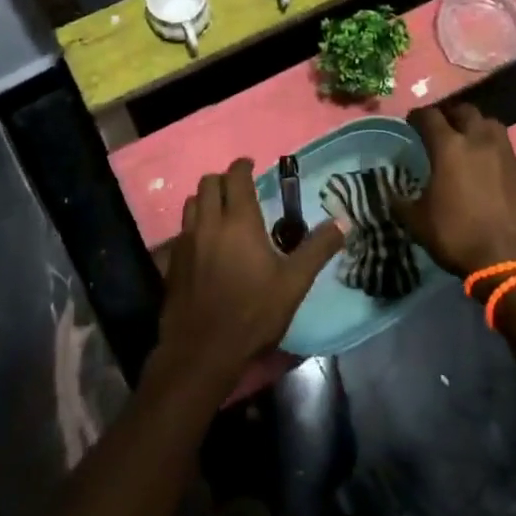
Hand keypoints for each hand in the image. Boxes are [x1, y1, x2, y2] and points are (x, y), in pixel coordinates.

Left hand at [155, 159, 345, 393]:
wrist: (203, 350)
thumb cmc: (253, 313)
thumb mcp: (294, 283)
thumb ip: (317, 249)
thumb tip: (343, 223)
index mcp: (239, 221)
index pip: (236, 177)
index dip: (243, 166)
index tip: (252, 165)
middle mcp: (209, 224)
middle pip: (208, 183)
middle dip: (224, 179)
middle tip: (240, 189)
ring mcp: (186, 242)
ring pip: (191, 204)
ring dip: (206, 199)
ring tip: (222, 212)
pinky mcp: (172, 262)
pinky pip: (182, 230)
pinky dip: (195, 225)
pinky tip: (206, 244)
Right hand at [393, 103, 515, 277]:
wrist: (513, 260)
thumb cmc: (458, 236)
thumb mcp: (418, 223)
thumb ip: (402, 203)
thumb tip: (393, 196)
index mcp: (449, 148)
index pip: (429, 116)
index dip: (417, 116)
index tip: (411, 121)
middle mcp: (480, 141)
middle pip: (466, 111)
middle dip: (451, 115)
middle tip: (443, 127)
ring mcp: (508, 156)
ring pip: (492, 126)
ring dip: (478, 128)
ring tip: (469, 142)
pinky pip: (508, 153)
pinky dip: (496, 155)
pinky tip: (491, 172)